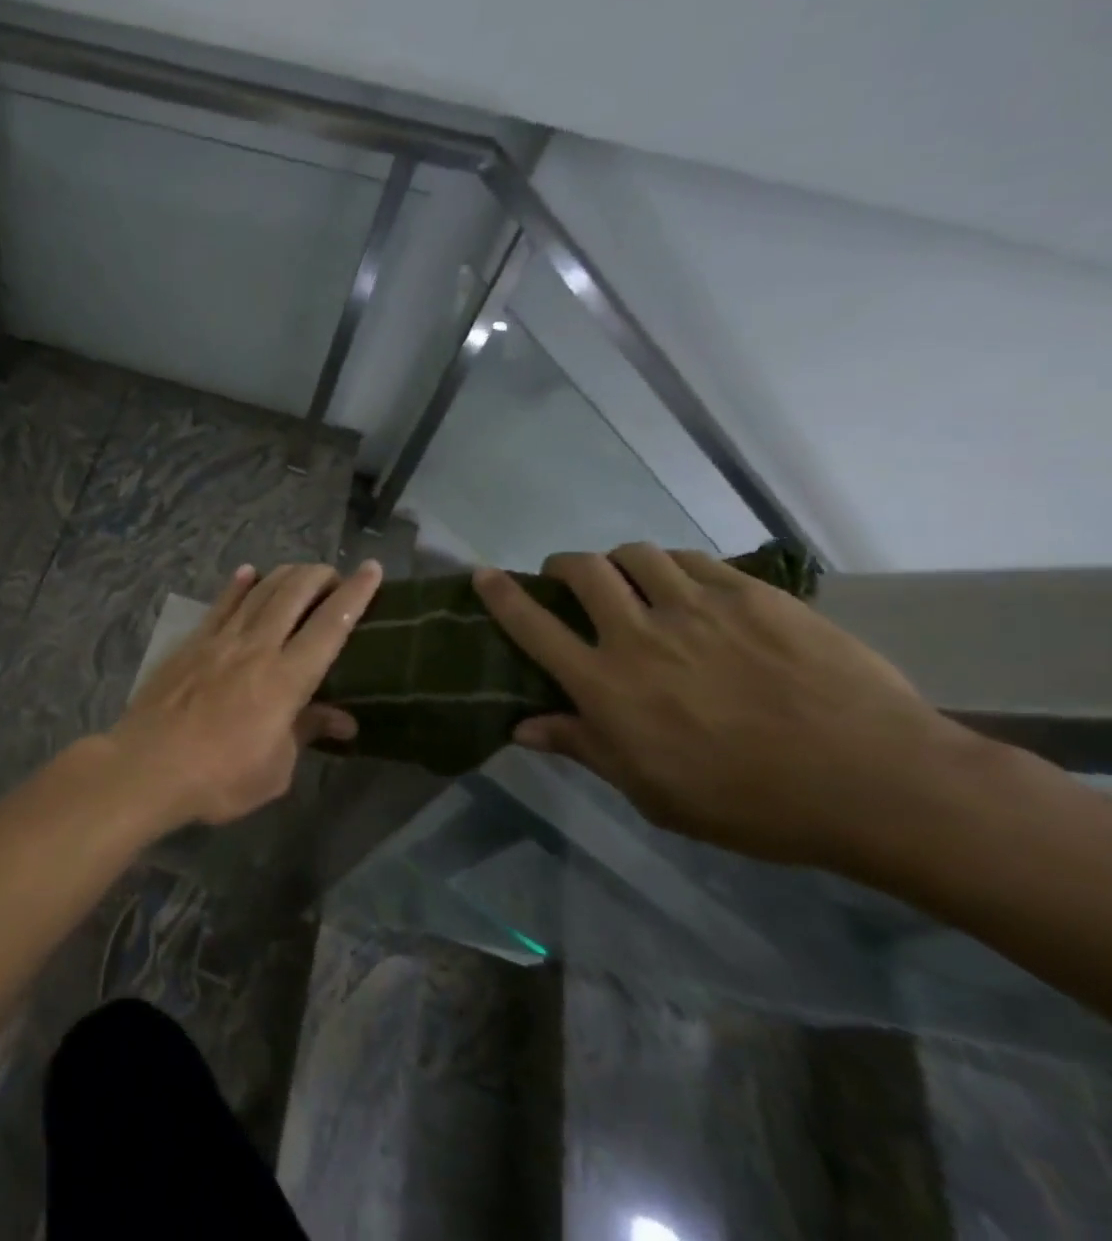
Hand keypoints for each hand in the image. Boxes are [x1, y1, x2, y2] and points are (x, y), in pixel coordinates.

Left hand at [104, 560, 383, 827]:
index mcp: (287, 679)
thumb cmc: (219, 778)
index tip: (372, 569)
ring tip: (301, 572)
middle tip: (334, 576)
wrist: (147, 765)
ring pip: (260, 591)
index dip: (355, 594)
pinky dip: (238, 585)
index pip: (331, 625)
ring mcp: (221, 639)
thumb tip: (344, 719)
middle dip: (320, 576)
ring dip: (285, 575)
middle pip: (294, 594)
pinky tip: (248, 572)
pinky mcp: (192, 642)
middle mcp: (257, 647)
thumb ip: (306, 732)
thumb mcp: (275, 769)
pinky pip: (221, 604)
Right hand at [475, 543, 972, 869]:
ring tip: (631, 579)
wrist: (875, 782)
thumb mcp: (651, 791)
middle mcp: (639, 634)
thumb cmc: (749, 802)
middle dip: (562, 566)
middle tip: (569, 579)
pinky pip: (693, 560)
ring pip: (635, 554)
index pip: (532, 626)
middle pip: (581, 572)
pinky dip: (673, 566)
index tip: (482, 574)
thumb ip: (584, 747)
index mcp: (606, 684)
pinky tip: (686, 585)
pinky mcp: (751, 595)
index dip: (500, 595)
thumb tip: (521, 727)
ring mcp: (697, 608)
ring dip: (619, 562)